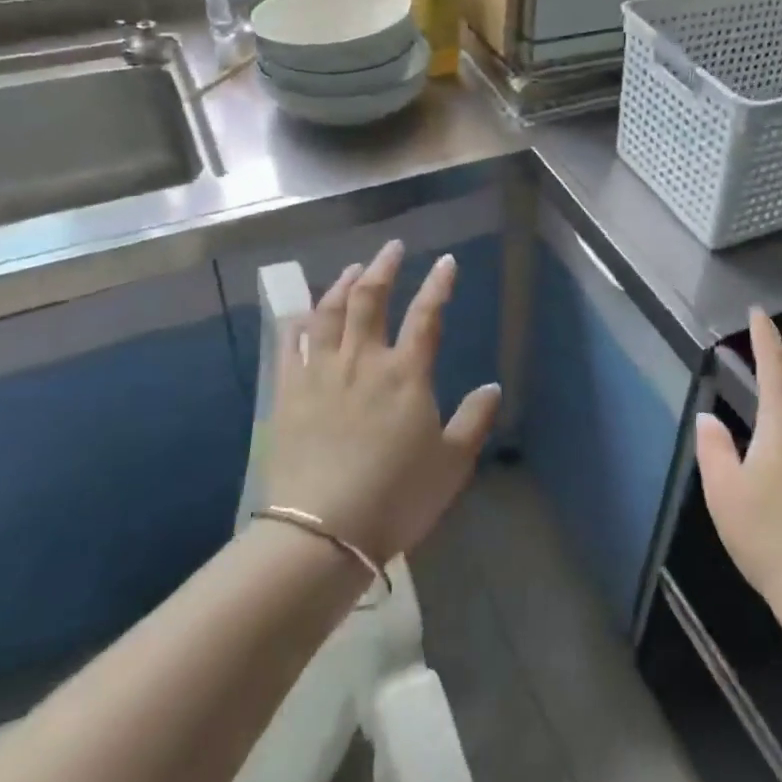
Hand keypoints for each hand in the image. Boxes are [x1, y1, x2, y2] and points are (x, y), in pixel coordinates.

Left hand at [263, 240, 499, 565]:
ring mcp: (322, 374)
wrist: (322, 533)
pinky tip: (305, 312)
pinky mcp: (289, 393)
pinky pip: (292, 343)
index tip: (447, 261)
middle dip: (384, 268)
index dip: (439, 284)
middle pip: (370, 299)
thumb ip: (473, 420)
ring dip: (343, 284)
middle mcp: (364, 361)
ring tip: (354, 268)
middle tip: (393, 248)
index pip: (427, 314)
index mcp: (407, 374)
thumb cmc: (396, 497)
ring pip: (329, 312)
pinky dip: (300, 320)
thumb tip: (491, 387)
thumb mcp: (451, 463)